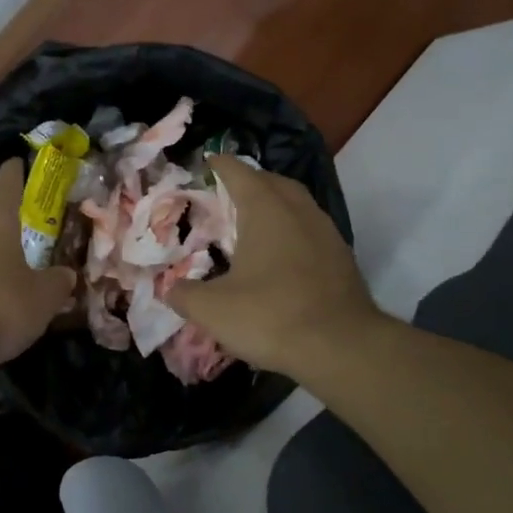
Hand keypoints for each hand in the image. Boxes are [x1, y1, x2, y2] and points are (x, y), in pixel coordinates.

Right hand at [167, 157, 380, 376]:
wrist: (343, 348)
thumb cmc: (271, 316)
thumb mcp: (212, 309)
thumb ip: (184, 294)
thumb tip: (170, 288)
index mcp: (265, 208)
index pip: (237, 171)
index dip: (218, 165)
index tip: (204, 164)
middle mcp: (298, 209)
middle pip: (271, 182)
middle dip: (248, 182)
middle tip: (225, 195)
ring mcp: (325, 231)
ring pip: (296, 204)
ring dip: (274, 206)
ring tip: (251, 224)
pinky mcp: (341, 257)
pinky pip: (310, 230)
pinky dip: (291, 231)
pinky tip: (279, 257)